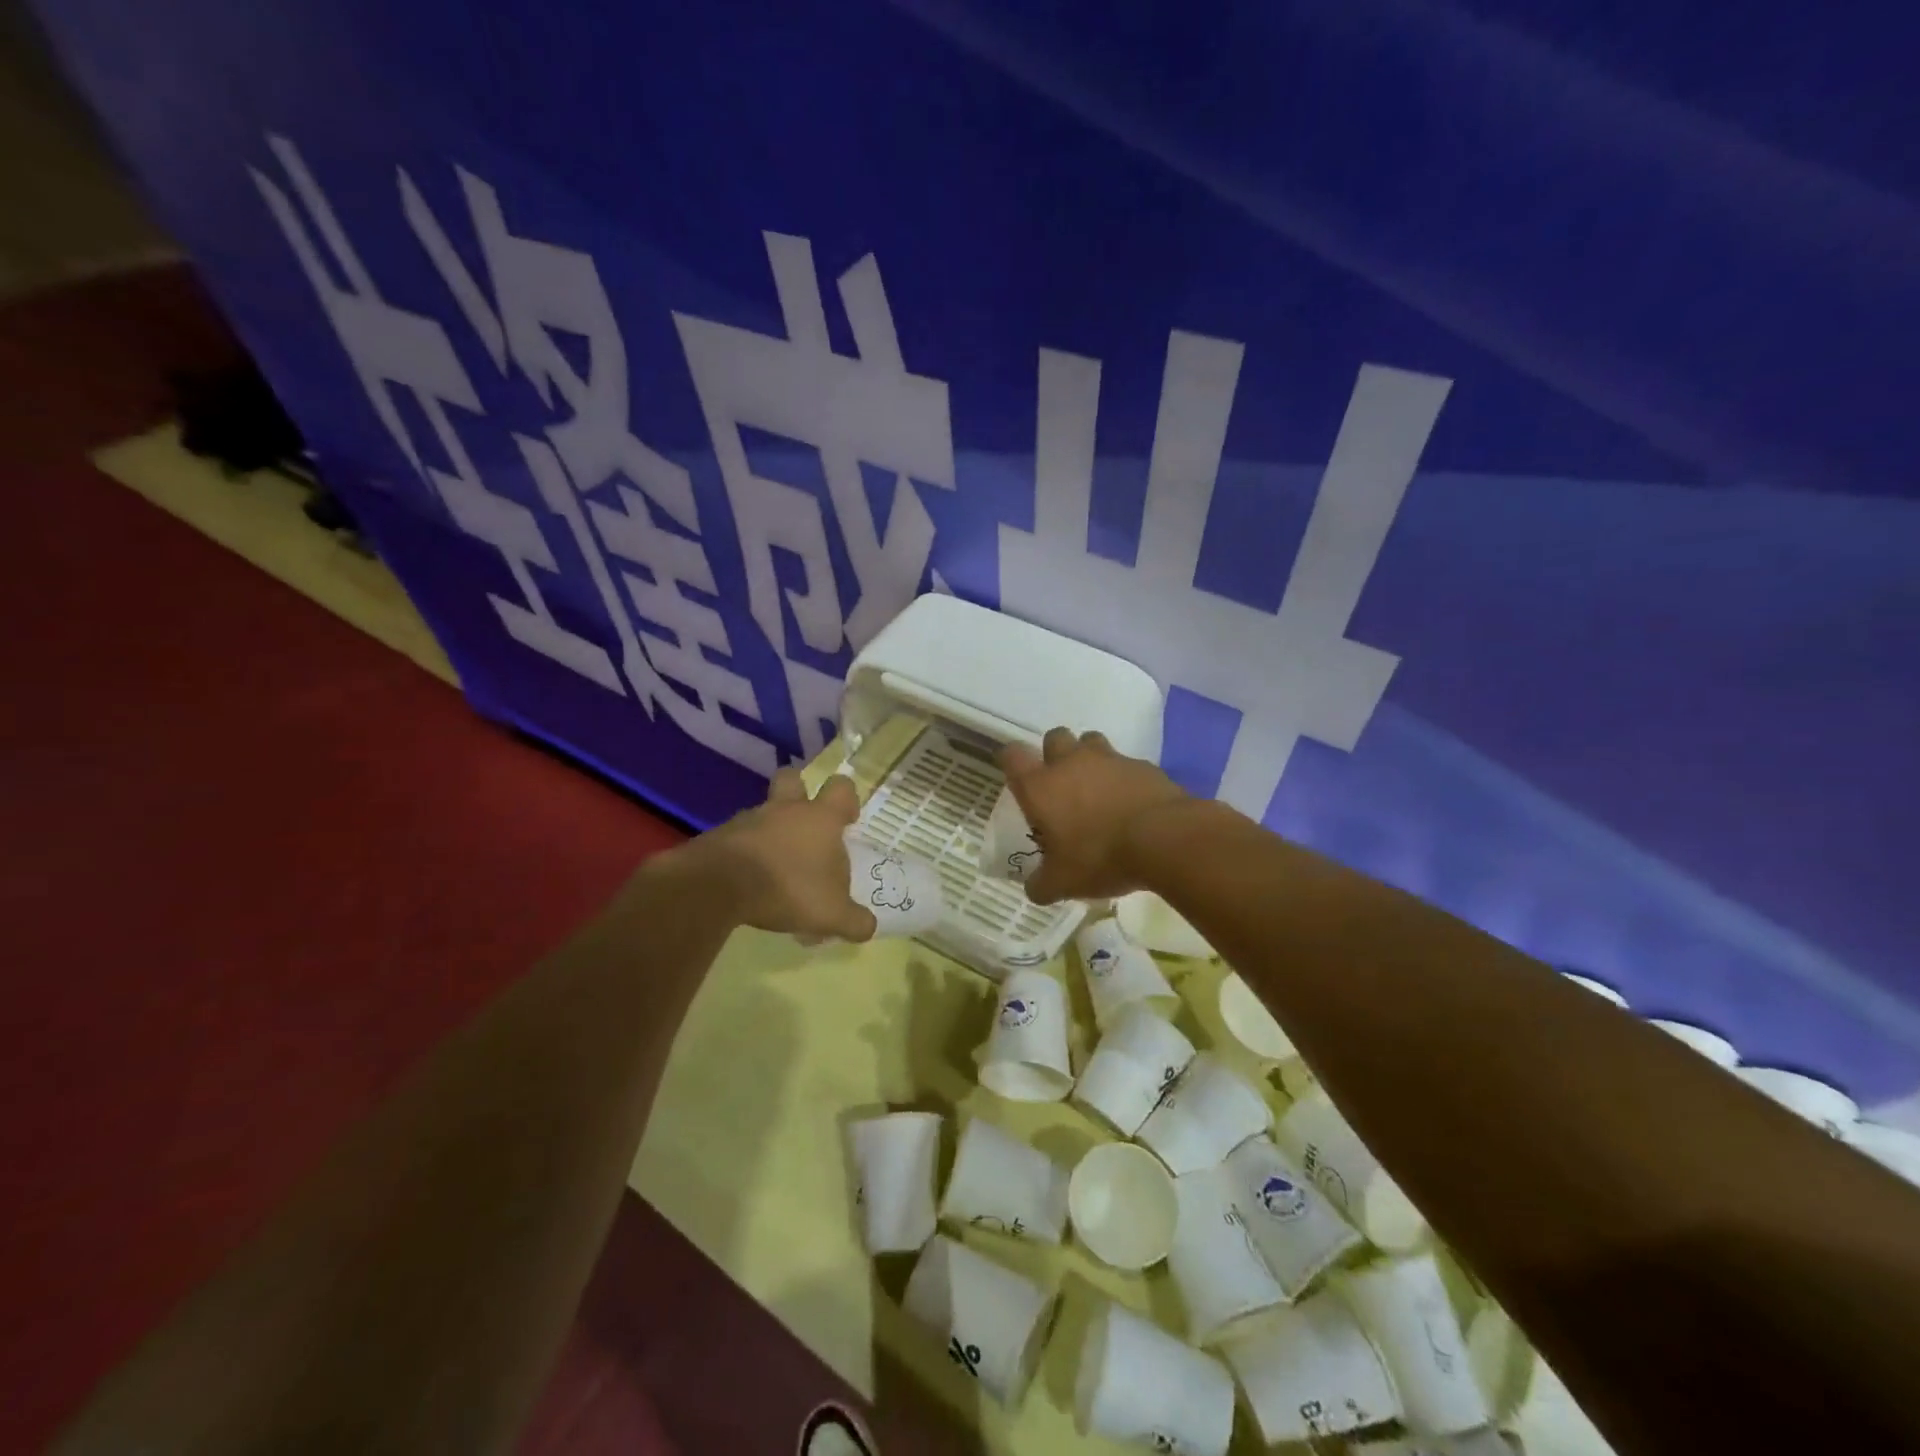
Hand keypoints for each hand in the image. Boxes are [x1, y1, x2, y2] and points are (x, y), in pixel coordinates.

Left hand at [680, 770, 877, 941]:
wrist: (718, 885)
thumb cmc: (788, 888)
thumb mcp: (832, 914)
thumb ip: (854, 920)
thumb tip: (868, 927)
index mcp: (820, 819)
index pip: (841, 788)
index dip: (847, 799)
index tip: (847, 818)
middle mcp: (786, 810)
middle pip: (792, 779)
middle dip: (799, 792)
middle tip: (805, 823)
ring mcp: (749, 819)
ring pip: (763, 812)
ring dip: (770, 831)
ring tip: (775, 868)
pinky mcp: (720, 836)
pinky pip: (739, 837)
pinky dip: (746, 853)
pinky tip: (748, 882)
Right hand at [997, 727, 1189, 903]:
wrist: (1163, 838)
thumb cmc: (1099, 857)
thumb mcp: (1063, 883)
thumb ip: (1042, 884)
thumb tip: (1034, 888)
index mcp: (1040, 786)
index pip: (1013, 755)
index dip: (1012, 762)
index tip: (1017, 777)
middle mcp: (1071, 763)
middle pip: (1054, 737)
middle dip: (1054, 754)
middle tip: (1061, 784)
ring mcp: (1109, 759)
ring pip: (1091, 741)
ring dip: (1090, 759)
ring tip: (1097, 788)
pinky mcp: (1142, 765)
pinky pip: (1126, 764)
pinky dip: (1124, 778)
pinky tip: (1131, 802)